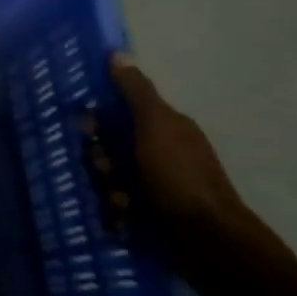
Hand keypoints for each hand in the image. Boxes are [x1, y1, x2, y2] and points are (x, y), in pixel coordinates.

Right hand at [85, 54, 287, 295]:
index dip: (97, 119)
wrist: (210, 243)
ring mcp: (156, 185)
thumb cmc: (180, 178)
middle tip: (107, 171)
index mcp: (164, 127)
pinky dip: (116, 213)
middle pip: (108, 147)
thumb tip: (117, 52)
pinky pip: (116, 206)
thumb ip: (135, 92)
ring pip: (108, 178)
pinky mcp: (151, 215)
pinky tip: (123, 220)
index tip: (86, 129)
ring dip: (107, 189)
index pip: (117, 110)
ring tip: (120, 203)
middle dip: (99, 160)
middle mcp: (159, 152)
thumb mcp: (155, 127)